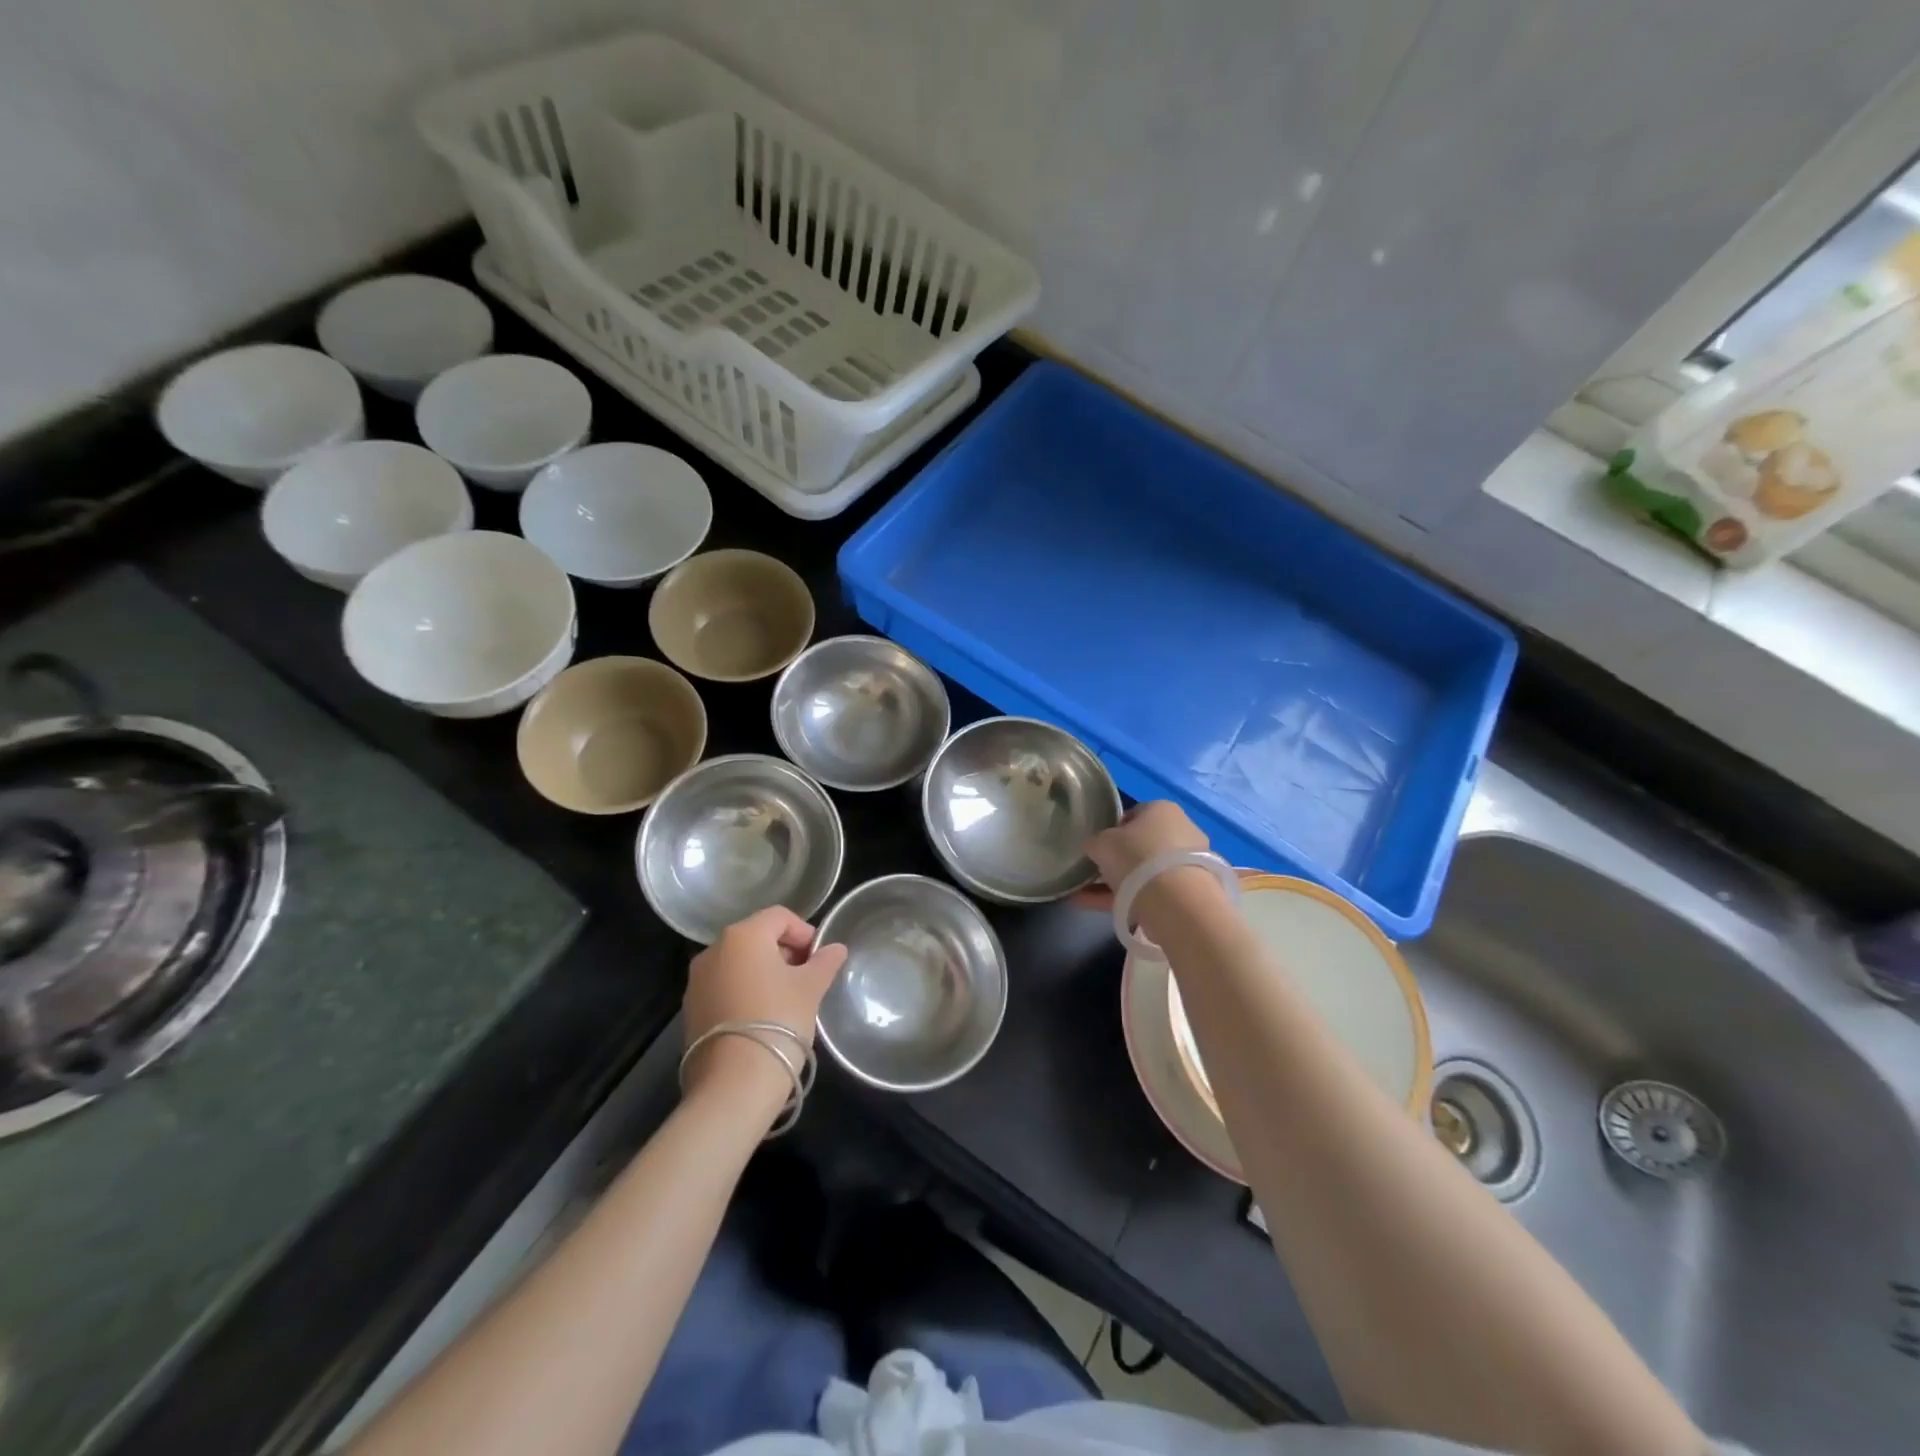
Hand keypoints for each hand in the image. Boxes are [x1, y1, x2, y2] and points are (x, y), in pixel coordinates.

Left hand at [682, 907, 847, 1097]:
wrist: (734, 1084)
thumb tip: (836, 948)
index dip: (804, 932)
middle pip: (757, 937)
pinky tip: (762, 1017)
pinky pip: (724, 987)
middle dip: (785, 952)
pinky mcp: (690, 1010)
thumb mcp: (811, 988)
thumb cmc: (779, 1020)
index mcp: (743, 935)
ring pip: (739, 963)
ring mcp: (696, 981)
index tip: (820, 958)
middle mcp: (713, 950)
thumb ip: (824, 962)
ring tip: (786, 1000)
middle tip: (807, 978)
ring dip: (764, 972)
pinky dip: (745, 992)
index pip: (780, 917)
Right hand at [1078, 801, 1226, 931]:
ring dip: (1119, 882)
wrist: (1175, 900)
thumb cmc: (1136, 856)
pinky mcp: (1190, 891)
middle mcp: (1181, 830)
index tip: (1098, 847)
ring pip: (1146, 871)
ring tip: (1087, 896)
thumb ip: (1095, 842)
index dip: (1111, 830)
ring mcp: (1188, 862)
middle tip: (1096, 872)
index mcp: (1162, 809)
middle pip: (1142, 844)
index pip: (1132, 815)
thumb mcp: (1101, 843)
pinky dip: (1128, 898)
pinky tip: (1100, 908)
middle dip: (1118, 859)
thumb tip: (1094, 847)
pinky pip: (1153, 891)